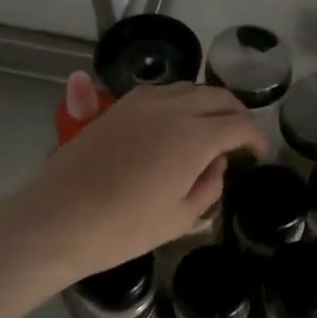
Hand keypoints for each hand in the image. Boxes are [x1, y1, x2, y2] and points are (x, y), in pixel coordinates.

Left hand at [15, 78, 265, 282]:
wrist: (58, 218)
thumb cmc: (124, 228)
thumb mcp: (180, 218)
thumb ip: (210, 185)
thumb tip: (217, 163)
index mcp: (195, 136)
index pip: (240, 124)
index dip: (256, 137)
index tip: (258, 154)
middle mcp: (173, 107)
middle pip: (218, 97)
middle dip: (236, 115)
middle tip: (240, 139)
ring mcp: (142, 102)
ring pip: (190, 89)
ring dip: (208, 105)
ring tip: (210, 130)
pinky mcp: (119, 105)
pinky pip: (162, 93)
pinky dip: (180, 103)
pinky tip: (176, 126)